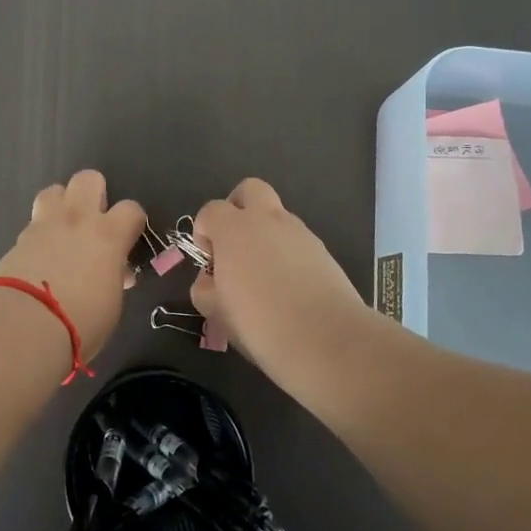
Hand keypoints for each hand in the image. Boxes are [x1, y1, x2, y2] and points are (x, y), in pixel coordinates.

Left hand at [0, 170, 145, 363]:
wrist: (24, 325)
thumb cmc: (80, 322)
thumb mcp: (111, 304)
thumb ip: (114, 278)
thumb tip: (114, 272)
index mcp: (108, 235)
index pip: (132, 209)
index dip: (133, 221)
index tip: (129, 238)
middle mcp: (77, 220)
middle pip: (88, 179)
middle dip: (94, 193)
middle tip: (93, 221)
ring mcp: (44, 225)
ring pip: (54, 190)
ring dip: (61, 205)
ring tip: (63, 230)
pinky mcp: (18, 239)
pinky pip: (33, 223)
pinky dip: (40, 234)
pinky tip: (39, 257)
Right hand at [189, 178, 371, 376]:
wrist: (327, 340)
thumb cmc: (260, 324)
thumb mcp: (216, 313)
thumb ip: (205, 288)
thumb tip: (211, 279)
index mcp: (235, 229)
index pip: (211, 210)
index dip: (204, 232)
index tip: (209, 262)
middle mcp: (267, 220)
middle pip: (250, 190)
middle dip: (238, 209)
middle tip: (235, 246)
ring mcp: (300, 232)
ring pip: (277, 217)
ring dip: (265, 234)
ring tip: (265, 278)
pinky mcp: (324, 251)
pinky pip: (297, 241)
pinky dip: (288, 254)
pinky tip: (289, 289)